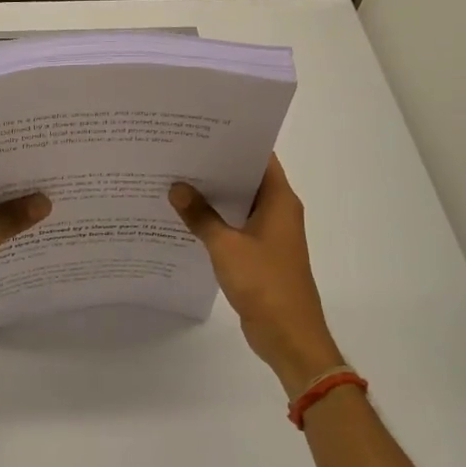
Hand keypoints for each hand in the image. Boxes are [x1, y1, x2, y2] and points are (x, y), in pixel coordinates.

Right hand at [170, 155, 344, 394]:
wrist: (289, 336)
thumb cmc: (264, 283)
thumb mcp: (226, 247)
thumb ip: (200, 216)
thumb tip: (176, 188)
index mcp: (279, 200)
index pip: (259, 157)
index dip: (234, 141)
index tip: (202, 130)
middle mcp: (278, 211)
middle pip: (247, 178)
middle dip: (216, 167)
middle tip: (179, 152)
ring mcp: (270, 233)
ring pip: (239, 204)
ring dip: (214, 196)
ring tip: (176, 180)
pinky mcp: (260, 254)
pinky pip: (236, 227)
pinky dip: (216, 220)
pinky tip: (187, 218)